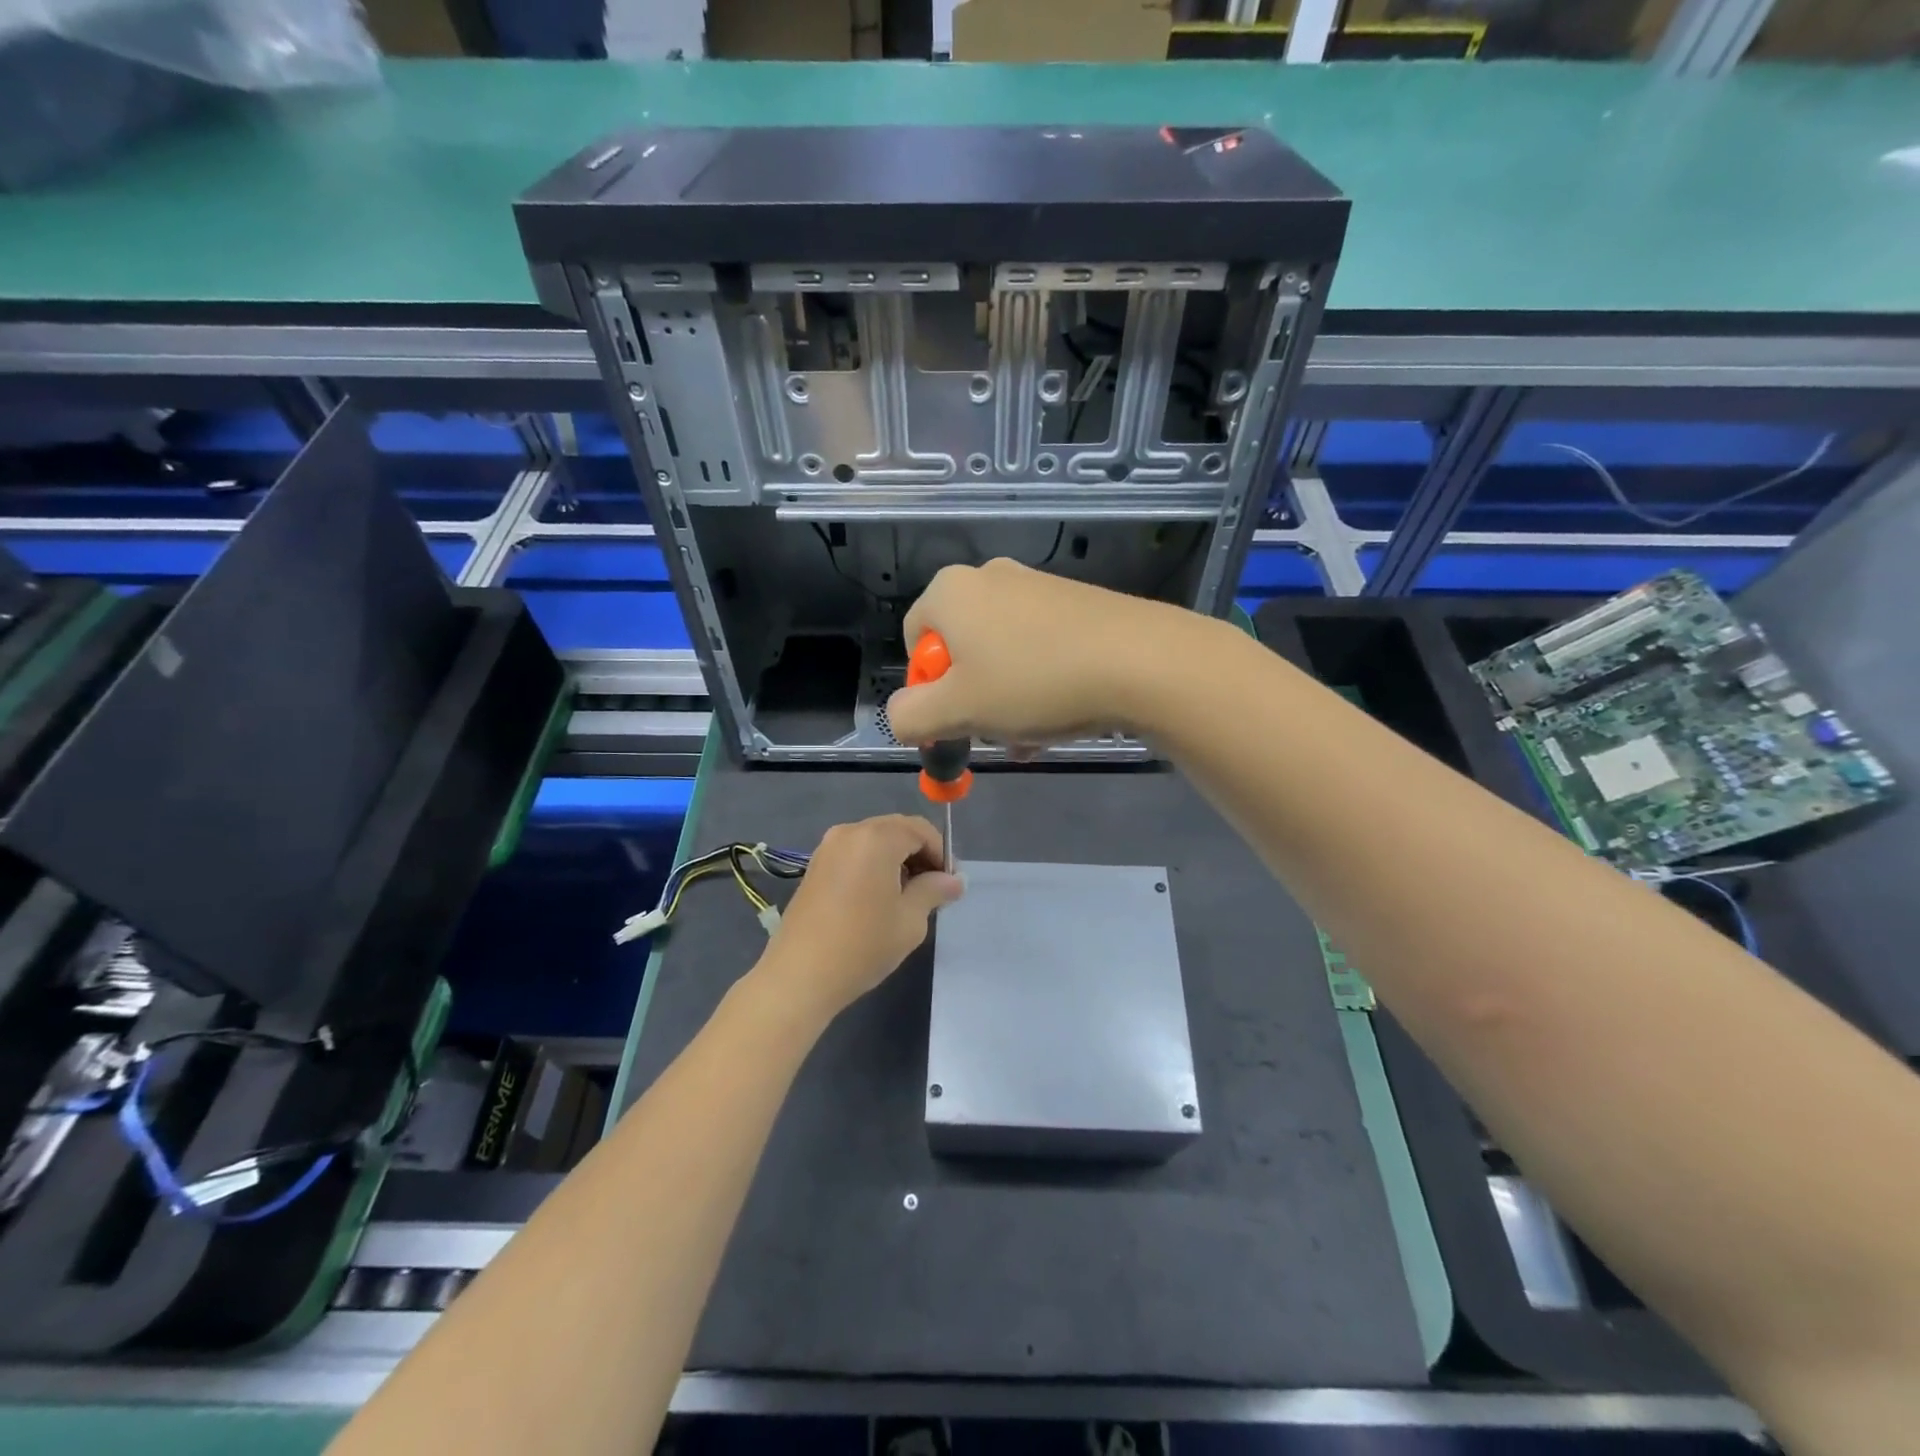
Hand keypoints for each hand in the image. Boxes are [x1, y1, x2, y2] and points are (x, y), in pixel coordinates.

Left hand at [755, 815, 962, 1021]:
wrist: (800, 976)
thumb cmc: (863, 945)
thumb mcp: (910, 920)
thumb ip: (934, 891)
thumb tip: (955, 880)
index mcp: (877, 838)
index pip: (920, 830)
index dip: (941, 853)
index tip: (949, 884)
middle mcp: (850, 832)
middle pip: (896, 830)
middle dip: (919, 853)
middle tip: (933, 889)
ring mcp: (827, 848)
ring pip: (874, 841)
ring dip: (896, 859)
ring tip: (907, 896)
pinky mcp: (815, 866)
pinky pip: (855, 853)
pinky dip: (873, 865)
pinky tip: (878, 898)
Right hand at [886, 558, 1185, 748]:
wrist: (1140, 661)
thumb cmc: (1033, 682)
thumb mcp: (957, 711)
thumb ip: (910, 717)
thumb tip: (900, 715)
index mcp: (951, 591)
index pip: (915, 640)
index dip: (927, 688)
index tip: (955, 719)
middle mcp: (990, 577)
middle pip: (961, 649)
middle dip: (971, 698)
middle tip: (995, 731)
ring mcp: (1038, 586)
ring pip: (1003, 654)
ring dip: (1007, 699)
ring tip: (1033, 733)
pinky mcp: (1077, 602)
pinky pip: (1040, 647)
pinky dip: (1040, 682)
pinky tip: (1062, 714)